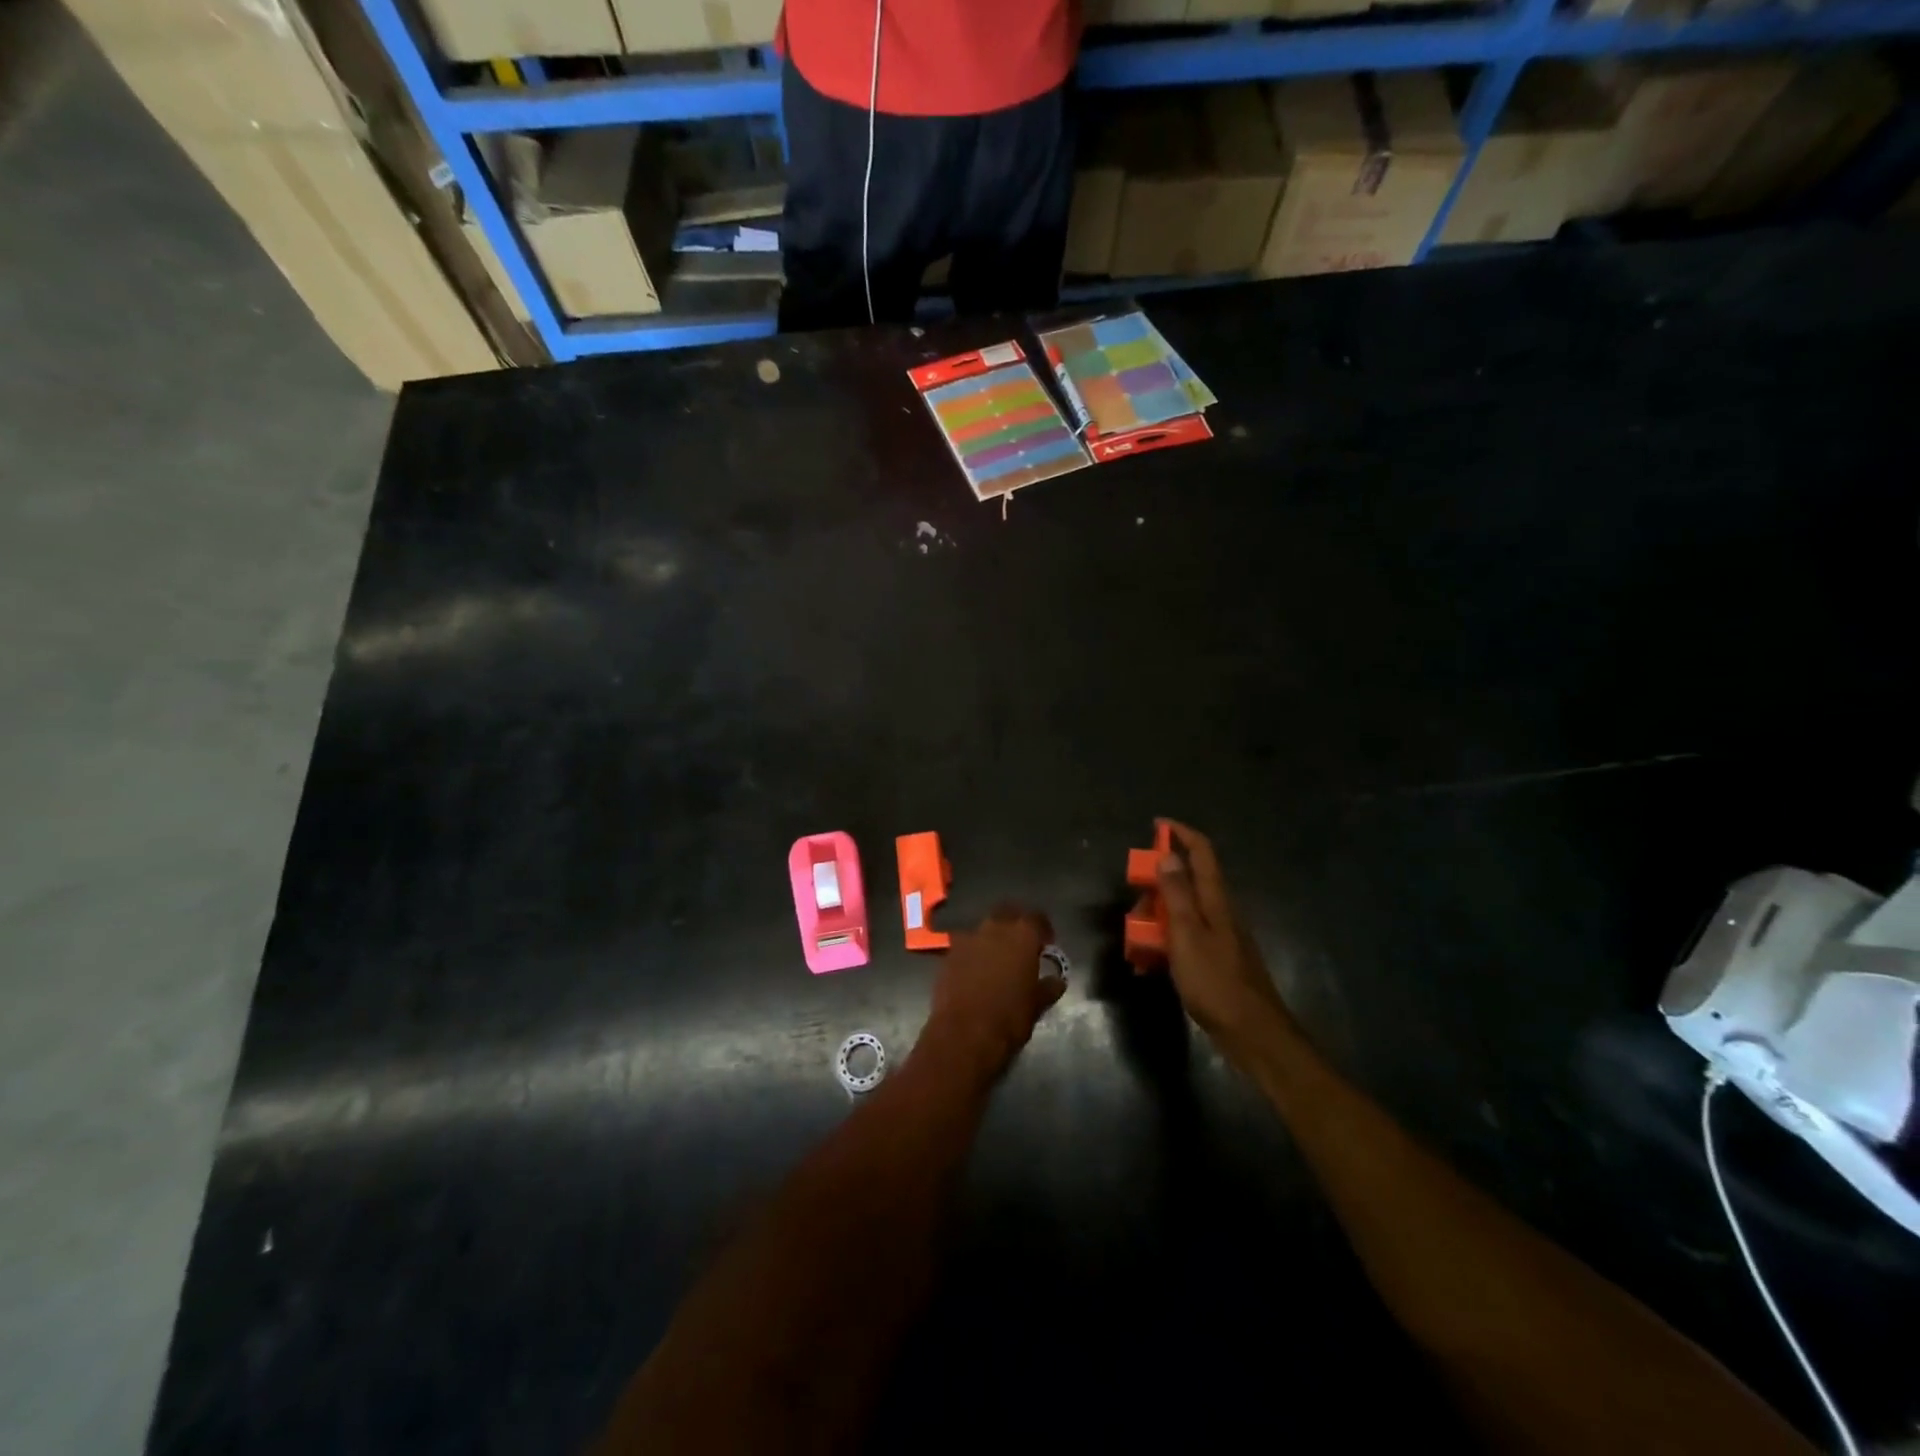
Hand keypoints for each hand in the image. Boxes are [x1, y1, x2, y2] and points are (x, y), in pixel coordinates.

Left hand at [921, 906, 1066, 1078]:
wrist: (964, 1034)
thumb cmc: (1009, 1018)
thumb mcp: (1037, 1004)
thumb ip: (1048, 987)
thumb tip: (1057, 980)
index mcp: (1022, 935)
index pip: (1037, 918)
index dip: (1043, 929)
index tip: (1047, 943)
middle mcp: (994, 928)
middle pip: (1007, 913)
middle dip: (1015, 924)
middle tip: (1022, 944)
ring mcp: (968, 938)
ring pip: (984, 928)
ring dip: (992, 938)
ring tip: (998, 958)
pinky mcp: (948, 953)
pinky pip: (966, 945)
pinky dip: (974, 953)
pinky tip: (976, 971)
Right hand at [1157, 823, 1295, 1054]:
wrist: (1252, 1033)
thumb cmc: (1216, 982)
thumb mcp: (1187, 935)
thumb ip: (1177, 894)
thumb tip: (1169, 854)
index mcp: (1215, 901)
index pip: (1202, 853)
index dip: (1181, 833)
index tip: (1157, 824)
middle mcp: (1220, 912)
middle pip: (1188, 882)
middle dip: (1157, 884)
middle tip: (1135, 901)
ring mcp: (1220, 937)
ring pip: (1183, 912)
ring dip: (1157, 917)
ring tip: (1135, 940)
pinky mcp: (1216, 960)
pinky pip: (1184, 939)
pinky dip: (1165, 942)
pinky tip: (1148, 964)